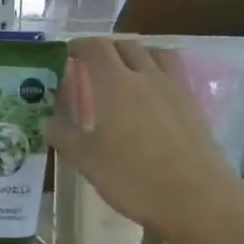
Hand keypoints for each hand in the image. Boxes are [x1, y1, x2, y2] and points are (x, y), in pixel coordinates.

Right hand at [47, 37, 240, 234]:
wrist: (196, 198)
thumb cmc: (133, 178)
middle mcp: (146, 76)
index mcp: (115, 85)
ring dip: (135, 55)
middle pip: (125, 46)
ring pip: (154, 54)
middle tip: (90, 66)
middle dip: (105, 49)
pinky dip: (156, 73)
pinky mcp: (193, 105)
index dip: (78, 46)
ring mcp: (174, 89)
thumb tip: (47, 122)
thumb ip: (64, 136)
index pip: (95, 48)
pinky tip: (151, 97)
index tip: (66, 55)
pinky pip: (172, 74)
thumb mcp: (87, 161)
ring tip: (124, 73)